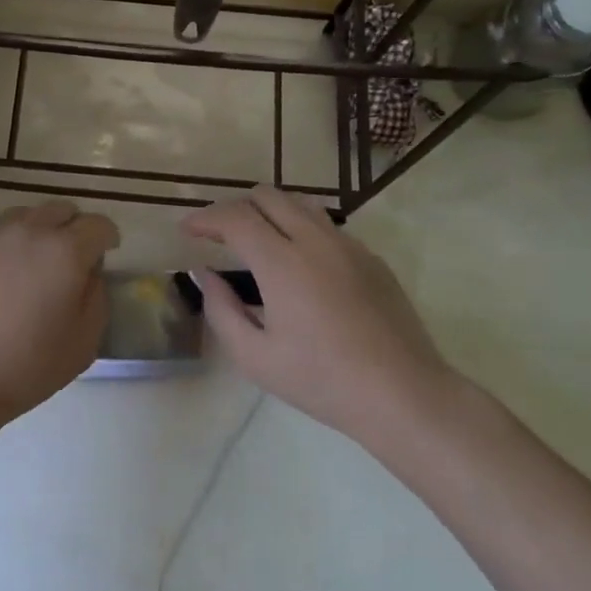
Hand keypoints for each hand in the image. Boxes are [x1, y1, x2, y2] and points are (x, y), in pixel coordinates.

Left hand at [0, 200, 120, 425]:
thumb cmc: (24, 367)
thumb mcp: (84, 343)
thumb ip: (96, 297)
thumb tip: (88, 273)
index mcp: (65, 250)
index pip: (98, 224)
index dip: (107, 237)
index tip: (106, 253)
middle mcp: (27, 230)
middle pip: (59, 210)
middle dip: (72, 229)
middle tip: (68, 260)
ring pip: (21, 217)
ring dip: (34, 233)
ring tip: (27, 266)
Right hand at [182, 187, 452, 444]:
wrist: (402, 394)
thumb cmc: (321, 381)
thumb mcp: (255, 357)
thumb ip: (221, 309)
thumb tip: (205, 273)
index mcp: (282, 262)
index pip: (234, 217)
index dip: (205, 217)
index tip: (187, 229)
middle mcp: (315, 240)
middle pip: (267, 196)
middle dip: (235, 208)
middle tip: (219, 235)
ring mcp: (348, 245)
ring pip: (301, 204)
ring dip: (270, 212)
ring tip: (258, 241)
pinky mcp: (372, 258)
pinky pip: (328, 227)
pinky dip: (302, 231)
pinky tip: (301, 267)